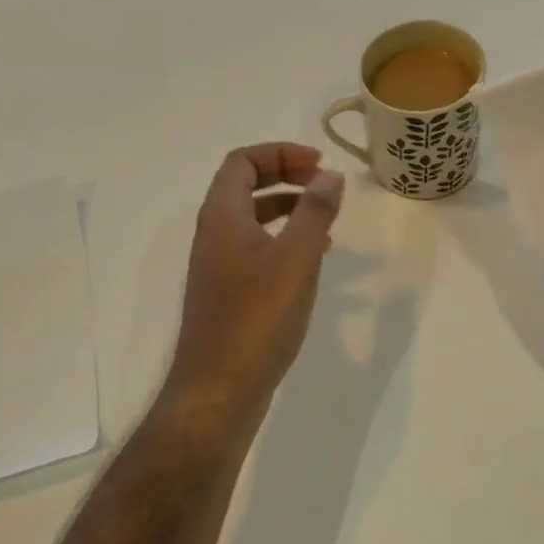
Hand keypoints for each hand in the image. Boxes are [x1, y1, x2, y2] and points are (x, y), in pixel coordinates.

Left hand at [167, 144, 344, 420]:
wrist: (219, 390)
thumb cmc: (258, 318)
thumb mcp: (296, 259)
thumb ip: (315, 212)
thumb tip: (329, 175)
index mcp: (222, 216)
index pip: (242, 161)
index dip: (280, 153)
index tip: (319, 165)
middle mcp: (213, 234)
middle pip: (245, 185)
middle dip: (285, 176)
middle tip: (324, 183)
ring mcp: (217, 265)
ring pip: (252, 219)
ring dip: (287, 209)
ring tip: (326, 220)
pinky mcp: (227, 293)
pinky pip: (255, 249)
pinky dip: (283, 241)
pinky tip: (312, 260)